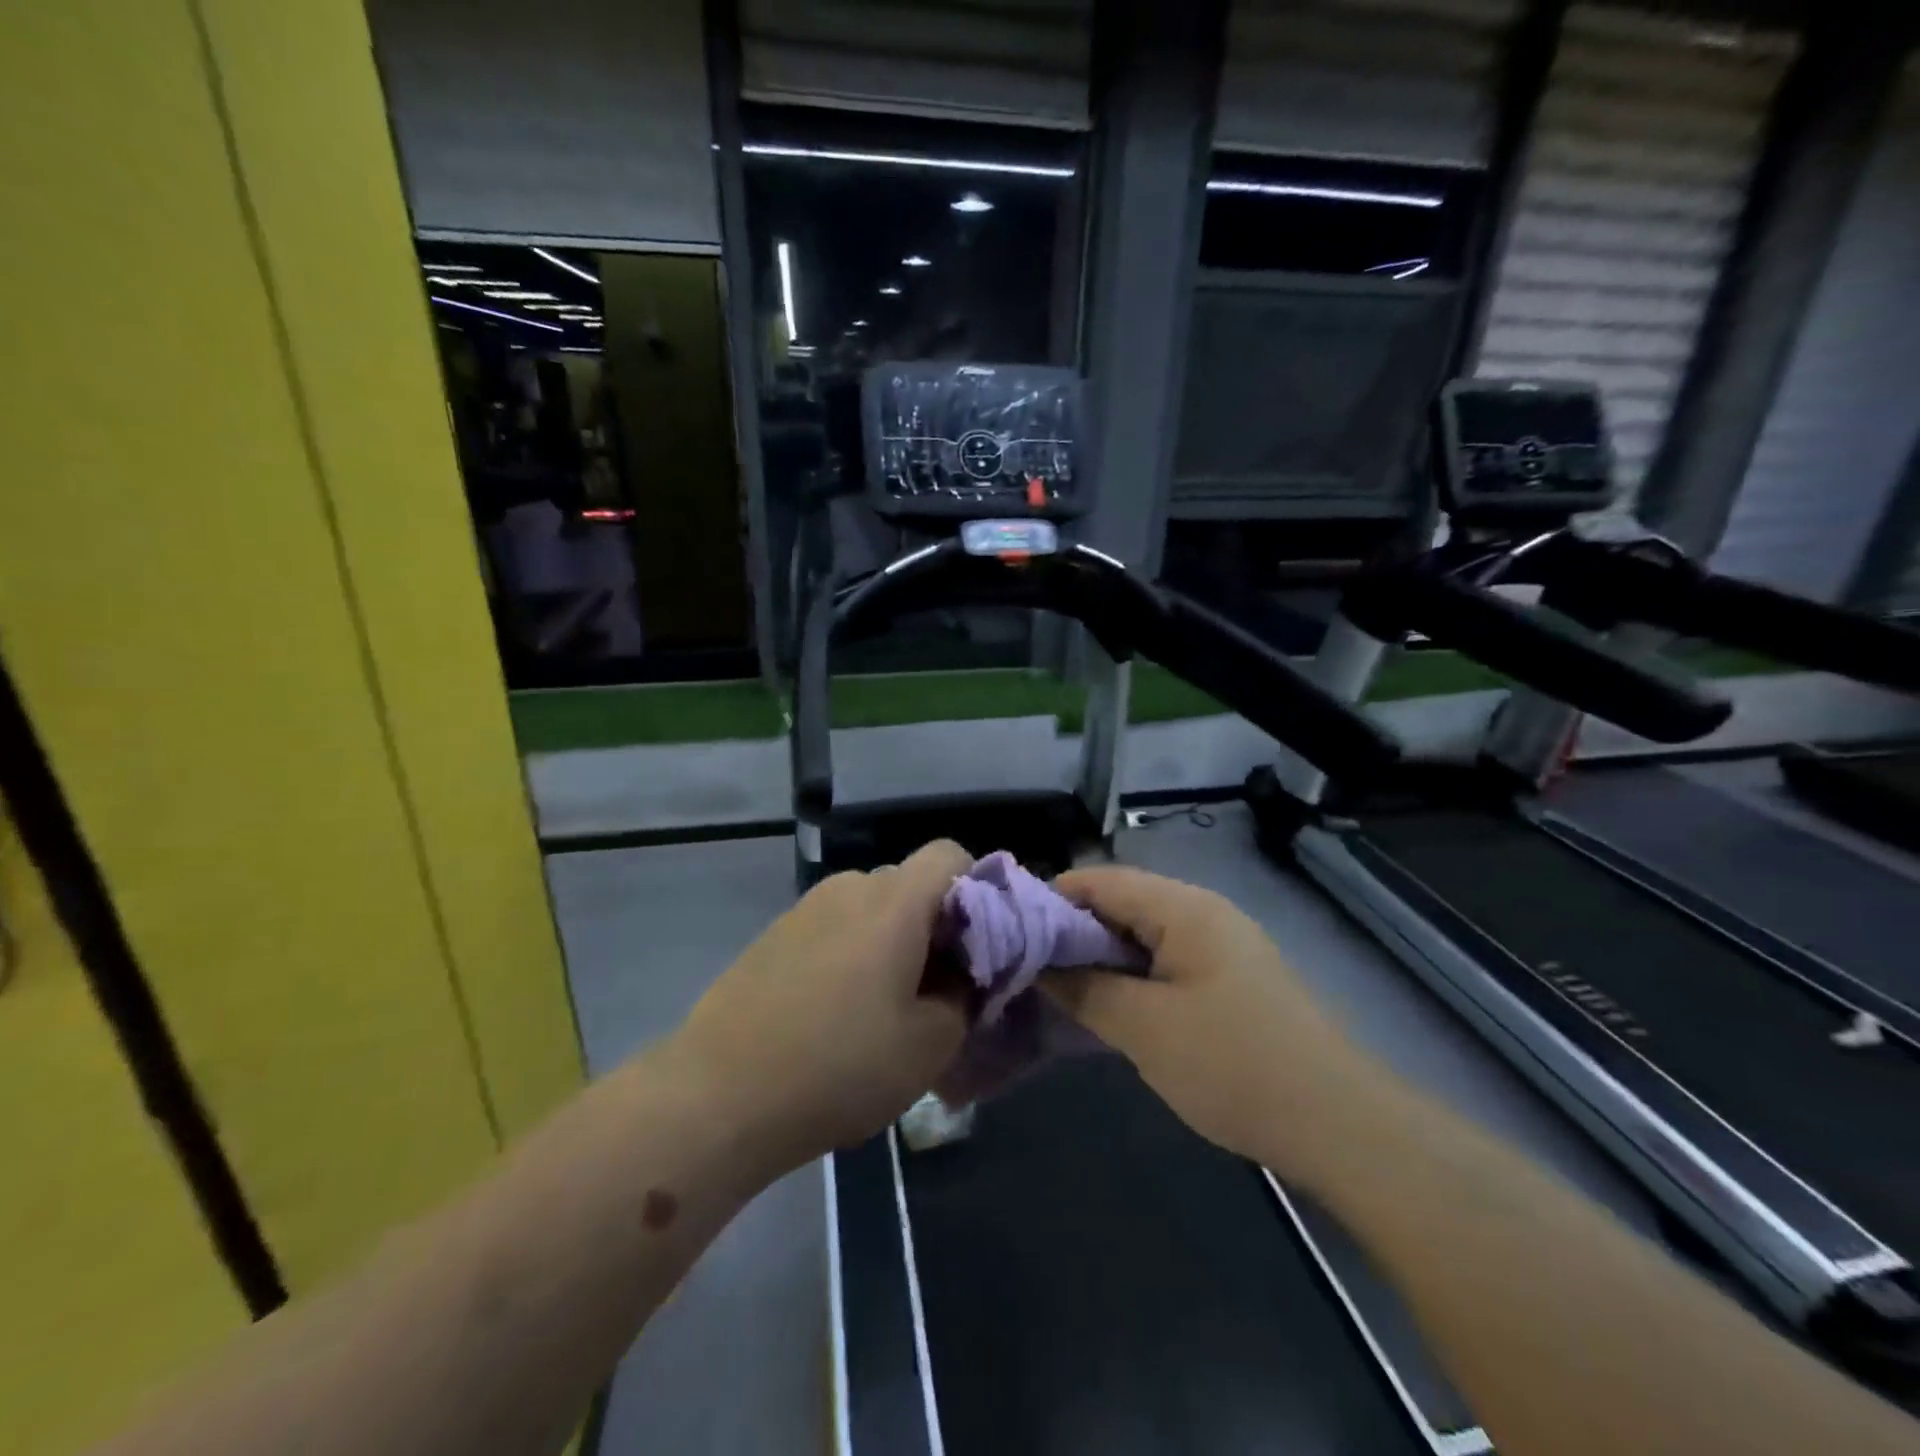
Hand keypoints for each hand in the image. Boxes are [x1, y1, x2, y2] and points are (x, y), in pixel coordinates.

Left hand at [671, 840, 971, 1174]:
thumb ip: (966, 996)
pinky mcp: (774, 934)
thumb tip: (965, 974)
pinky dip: (852, 954)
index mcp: (893, 901)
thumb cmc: (839, 1066)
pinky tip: (835, 1013)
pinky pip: (834, 927)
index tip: (978, 948)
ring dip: (892, 943)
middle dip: (935, 926)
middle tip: (937, 990)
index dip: (978, 889)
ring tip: (884, 1008)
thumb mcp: (929, 1045)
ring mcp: (805, 908)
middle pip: (911, 884)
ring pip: (872, 909)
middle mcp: (849, 887)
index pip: (950, 854)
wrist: (718, 1095)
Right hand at [1044, 866, 1361, 1172]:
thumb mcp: (1144, 1027)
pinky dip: (1131, 976)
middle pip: (1120, 903)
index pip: (1099, 880)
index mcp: (1182, 907)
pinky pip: (1165, 962)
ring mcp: (1221, 946)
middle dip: (1072, 932)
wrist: (1339, 1124)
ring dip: (1100, 958)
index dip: (1050, 899)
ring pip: (1142, 935)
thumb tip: (1038, 962)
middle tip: (1029, 968)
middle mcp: (1202, 912)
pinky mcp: (1231, 980)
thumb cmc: (1233, 1064)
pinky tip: (1110, 1009)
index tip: (1010, 933)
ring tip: (1060, 990)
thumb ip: (1084, 987)